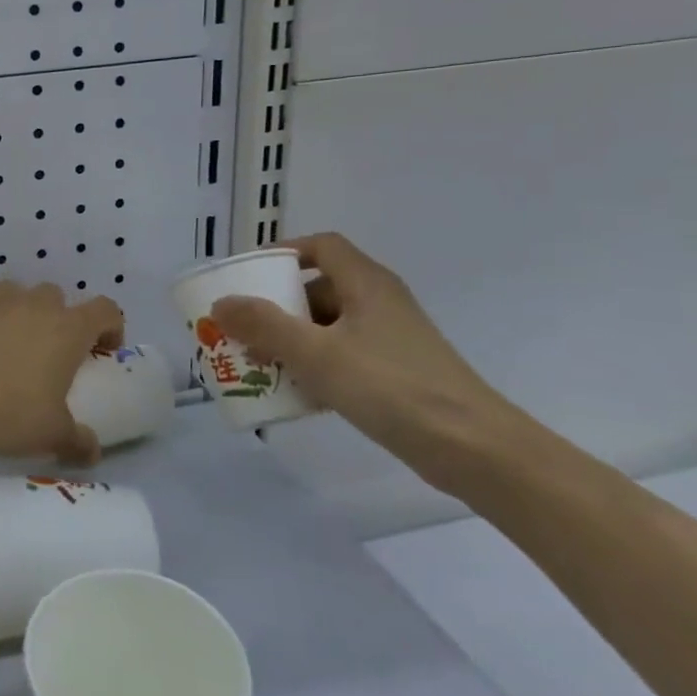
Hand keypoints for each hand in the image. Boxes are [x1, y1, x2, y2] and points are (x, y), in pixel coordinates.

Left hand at [0, 281, 122, 465]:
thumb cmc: (12, 413)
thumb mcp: (54, 434)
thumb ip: (79, 440)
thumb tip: (92, 451)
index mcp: (69, 328)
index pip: (106, 310)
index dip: (111, 326)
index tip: (104, 349)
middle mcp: (36, 303)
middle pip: (57, 297)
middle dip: (59, 318)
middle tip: (51, 351)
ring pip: (18, 291)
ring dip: (21, 310)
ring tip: (11, 340)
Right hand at [210, 233, 515, 488]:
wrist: (474, 449)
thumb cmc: (392, 388)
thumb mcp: (317, 354)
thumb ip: (265, 326)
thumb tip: (222, 303)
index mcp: (366, 283)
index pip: (322, 246)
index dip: (284, 252)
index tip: (250, 274)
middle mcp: (380, 302)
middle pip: (320, 287)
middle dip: (278, 303)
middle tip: (245, 324)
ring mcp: (391, 339)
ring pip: (330, 325)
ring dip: (293, 338)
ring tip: (259, 360)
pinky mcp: (397, 372)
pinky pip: (344, 354)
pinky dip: (316, 364)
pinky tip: (296, 392)